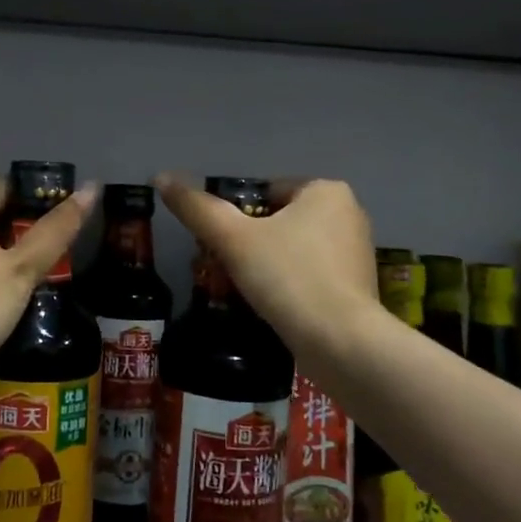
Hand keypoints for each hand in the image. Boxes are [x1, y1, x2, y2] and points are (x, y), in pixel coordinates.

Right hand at [154, 175, 382, 363]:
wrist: (342, 343)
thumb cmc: (288, 277)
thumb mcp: (233, 239)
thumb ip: (197, 208)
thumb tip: (160, 177)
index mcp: (325, 190)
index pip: (265, 192)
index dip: (237, 217)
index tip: (224, 246)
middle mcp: (349, 213)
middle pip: (280, 220)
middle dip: (253, 242)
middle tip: (231, 269)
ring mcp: (358, 251)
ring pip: (295, 248)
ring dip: (271, 265)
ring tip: (252, 291)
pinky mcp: (360, 287)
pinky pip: (313, 274)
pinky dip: (293, 285)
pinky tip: (277, 307)